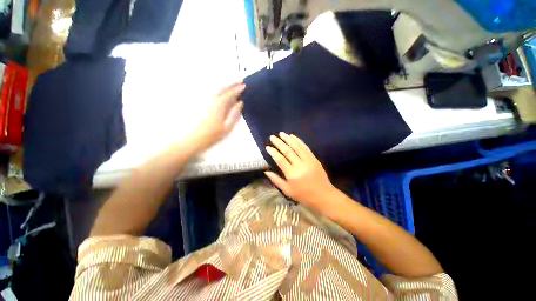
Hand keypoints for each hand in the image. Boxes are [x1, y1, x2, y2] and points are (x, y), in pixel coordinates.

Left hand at [190, 82, 244, 151]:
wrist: (194, 139)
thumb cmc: (212, 135)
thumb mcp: (227, 127)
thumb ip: (234, 114)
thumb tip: (240, 104)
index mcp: (219, 105)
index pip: (231, 93)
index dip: (238, 89)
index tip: (244, 86)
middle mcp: (212, 101)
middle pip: (223, 88)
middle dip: (232, 84)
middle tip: (240, 82)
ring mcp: (206, 102)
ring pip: (218, 90)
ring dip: (226, 86)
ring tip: (233, 86)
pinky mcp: (203, 105)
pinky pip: (214, 94)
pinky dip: (220, 91)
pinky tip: (223, 94)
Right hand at [265, 132, 334, 209]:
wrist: (323, 196)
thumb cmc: (303, 195)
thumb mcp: (287, 191)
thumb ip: (276, 180)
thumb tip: (266, 171)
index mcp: (292, 174)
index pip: (280, 160)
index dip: (273, 152)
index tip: (267, 147)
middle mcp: (300, 165)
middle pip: (288, 151)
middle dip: (279, 143)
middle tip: (272, 137)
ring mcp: (308, 160)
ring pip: (297, 147)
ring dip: (288, 139)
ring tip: (281, 133)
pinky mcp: (314, 158)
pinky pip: (305, 147)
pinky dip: (299, 141)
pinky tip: (293, 137)